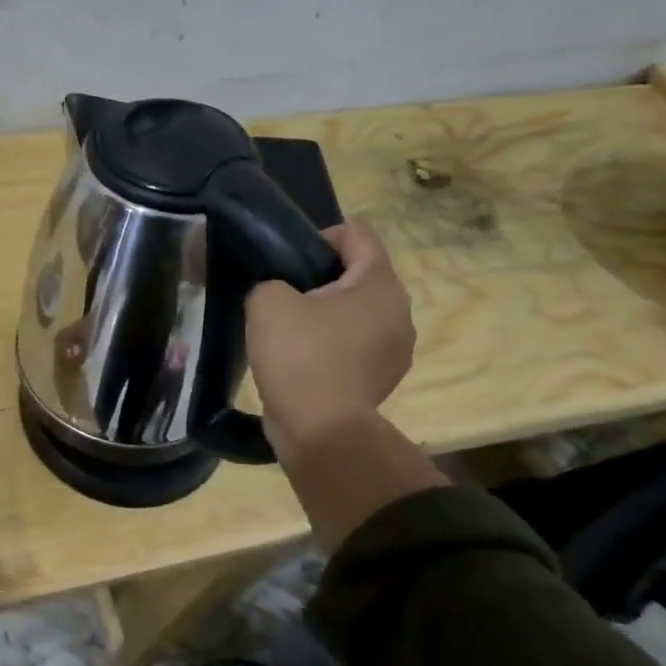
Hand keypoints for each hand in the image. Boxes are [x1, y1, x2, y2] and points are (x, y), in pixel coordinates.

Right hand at [245, 222, 440, 548]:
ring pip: (357, 310)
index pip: (356, 233)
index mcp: (379, 284)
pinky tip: (302, 359)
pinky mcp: (382, 377)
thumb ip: (271, 279)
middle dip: (319, 277)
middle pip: (358, 273)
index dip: (317, 237)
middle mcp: (399, 311)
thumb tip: (278, 290)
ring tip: (289, 330)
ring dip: (326, 312)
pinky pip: (355, 343)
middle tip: (282, 295)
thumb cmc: (299, 355)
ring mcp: (395, 348)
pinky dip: (331, 342)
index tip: (286, 262)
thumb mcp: (267, 301)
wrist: (321, 431)